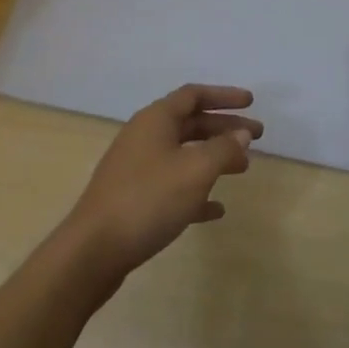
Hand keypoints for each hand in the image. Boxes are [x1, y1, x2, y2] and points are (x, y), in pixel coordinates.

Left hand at [63, 84, 261, 277]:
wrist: (92, 252)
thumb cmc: (148, 200)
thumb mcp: (195, 171)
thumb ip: (223, 149)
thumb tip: (241, 135)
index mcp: (155, 120)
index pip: (194, 95)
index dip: (224, 96)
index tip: (251, 102)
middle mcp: (144, 137)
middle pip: (191, 123)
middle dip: (224, 128)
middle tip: (256, 137)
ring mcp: (136, 169)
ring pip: (183, 154)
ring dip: (214, 158)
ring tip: (243, 168)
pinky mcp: (133, 199)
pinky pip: (172, 185)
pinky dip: (196, 191)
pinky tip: (217, 209)